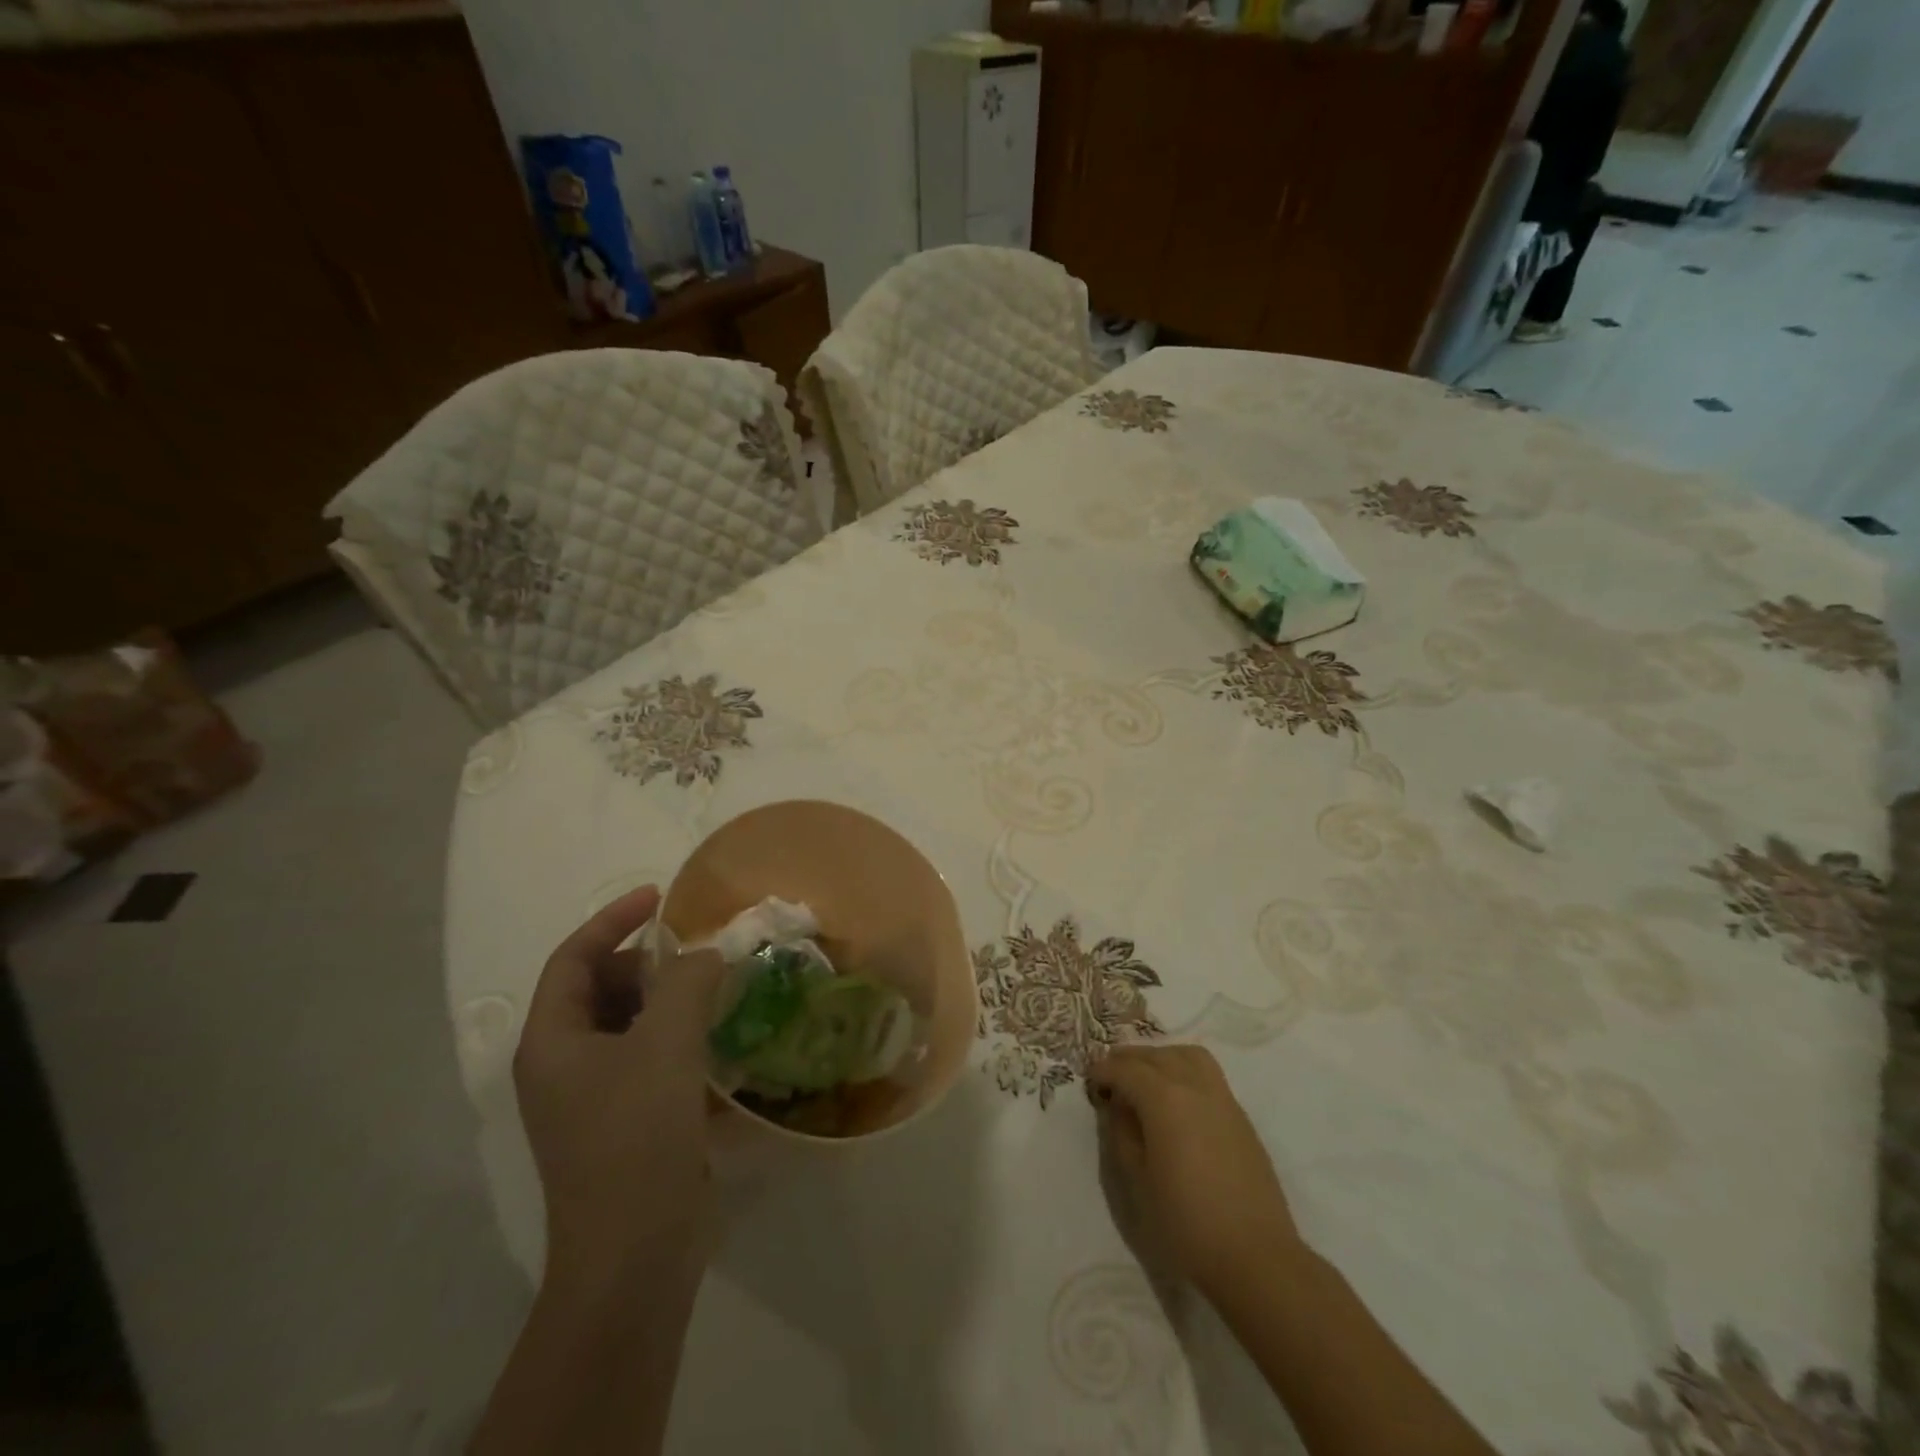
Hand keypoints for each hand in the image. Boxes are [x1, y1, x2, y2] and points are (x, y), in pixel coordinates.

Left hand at [513, 885, 725, 1294]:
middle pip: (600, 988)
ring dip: (667, 998)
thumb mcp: (666, 1045)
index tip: (660, 898)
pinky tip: (716, 1035)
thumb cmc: (636, 1137)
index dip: (614, 920)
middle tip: (698, 951)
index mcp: (552, 1041)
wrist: (636, 1253)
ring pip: (628, 1022)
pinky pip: (648, 1055)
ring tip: (714, 986)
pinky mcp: (625, 1119)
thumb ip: (688, 982)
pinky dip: (677, 1034)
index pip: (573, 958)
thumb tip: (707, 953)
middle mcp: (563, 1064)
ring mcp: (593, 1096)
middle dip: (647, 962)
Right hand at [1089, 1044, 1304, 1296]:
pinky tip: (1176, 1101)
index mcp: (1164, 1098)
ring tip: (1145, 1079)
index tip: (1090, 1081)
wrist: (1255, 1256)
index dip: (1103, 1070)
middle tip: (1111, 1077)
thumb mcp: (1137, 1180)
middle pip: (1156, 1055)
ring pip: (1187, 1055)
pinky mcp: (1240, 1117)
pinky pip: (1207, 1075)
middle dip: (1128, 1060)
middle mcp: (1193, 1086)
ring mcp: (1222, 1098)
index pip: (1125, 1069)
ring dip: (1161, 1058)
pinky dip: (1184, 1071)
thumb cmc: (1186, 1221)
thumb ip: (1122, 1134)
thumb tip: (1118, 1107)